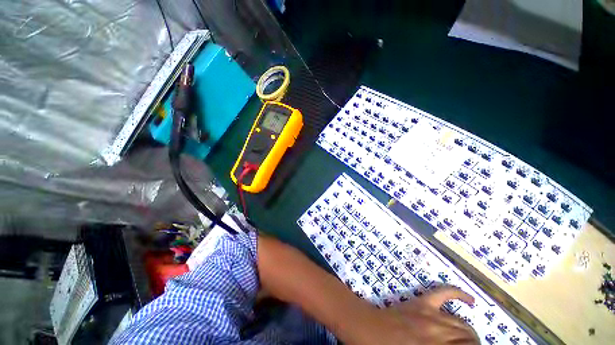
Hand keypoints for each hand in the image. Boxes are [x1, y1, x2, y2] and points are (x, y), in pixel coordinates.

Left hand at [356, 286, 478, 344]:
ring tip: (469, 341)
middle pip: (468, 337)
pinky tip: (471, 300)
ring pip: (461, 322)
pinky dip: (458, 294)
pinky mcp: (422, 302)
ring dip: (469, 332)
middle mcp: (438, 331)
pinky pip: (443, 293)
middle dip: (472, 344)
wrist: (369, 331)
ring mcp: (430, 314)